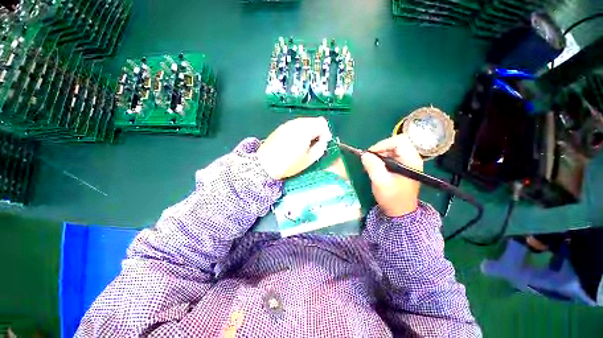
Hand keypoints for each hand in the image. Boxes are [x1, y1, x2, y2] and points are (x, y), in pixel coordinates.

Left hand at [257, 117, 331, 179]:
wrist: (264, 165)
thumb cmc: (289, 164)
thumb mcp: (309, 159)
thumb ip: (320, 147)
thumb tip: (323, 140)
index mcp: (306, 129)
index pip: (322, 122)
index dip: (325, 133)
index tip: (322, 143)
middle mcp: (297, 122)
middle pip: (313, 120)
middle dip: (317, 131)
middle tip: (314, 145)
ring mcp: (287, 124)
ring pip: (304, 122)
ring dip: (308, 131)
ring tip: (304, 145)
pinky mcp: (280, 128)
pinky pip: (295, 126)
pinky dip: (299, 132)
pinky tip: (294, 143)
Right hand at [361, 134, 423, 216]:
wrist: (400, 212)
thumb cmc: (392, 197)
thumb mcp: (380, 182)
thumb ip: (373, 166)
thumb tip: (364, 154)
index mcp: (411, 161)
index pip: (399, 141)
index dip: (383, 144)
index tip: (371, 154)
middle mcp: (412, 159)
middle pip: (396, 143)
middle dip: (380, 149)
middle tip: (370, 159)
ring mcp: (408, 163)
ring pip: (393, 149)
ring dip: (380, 154)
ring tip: (371, 164)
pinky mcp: (403, 167)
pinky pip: (392, 156)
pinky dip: (382, 159)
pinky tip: (376, 167)